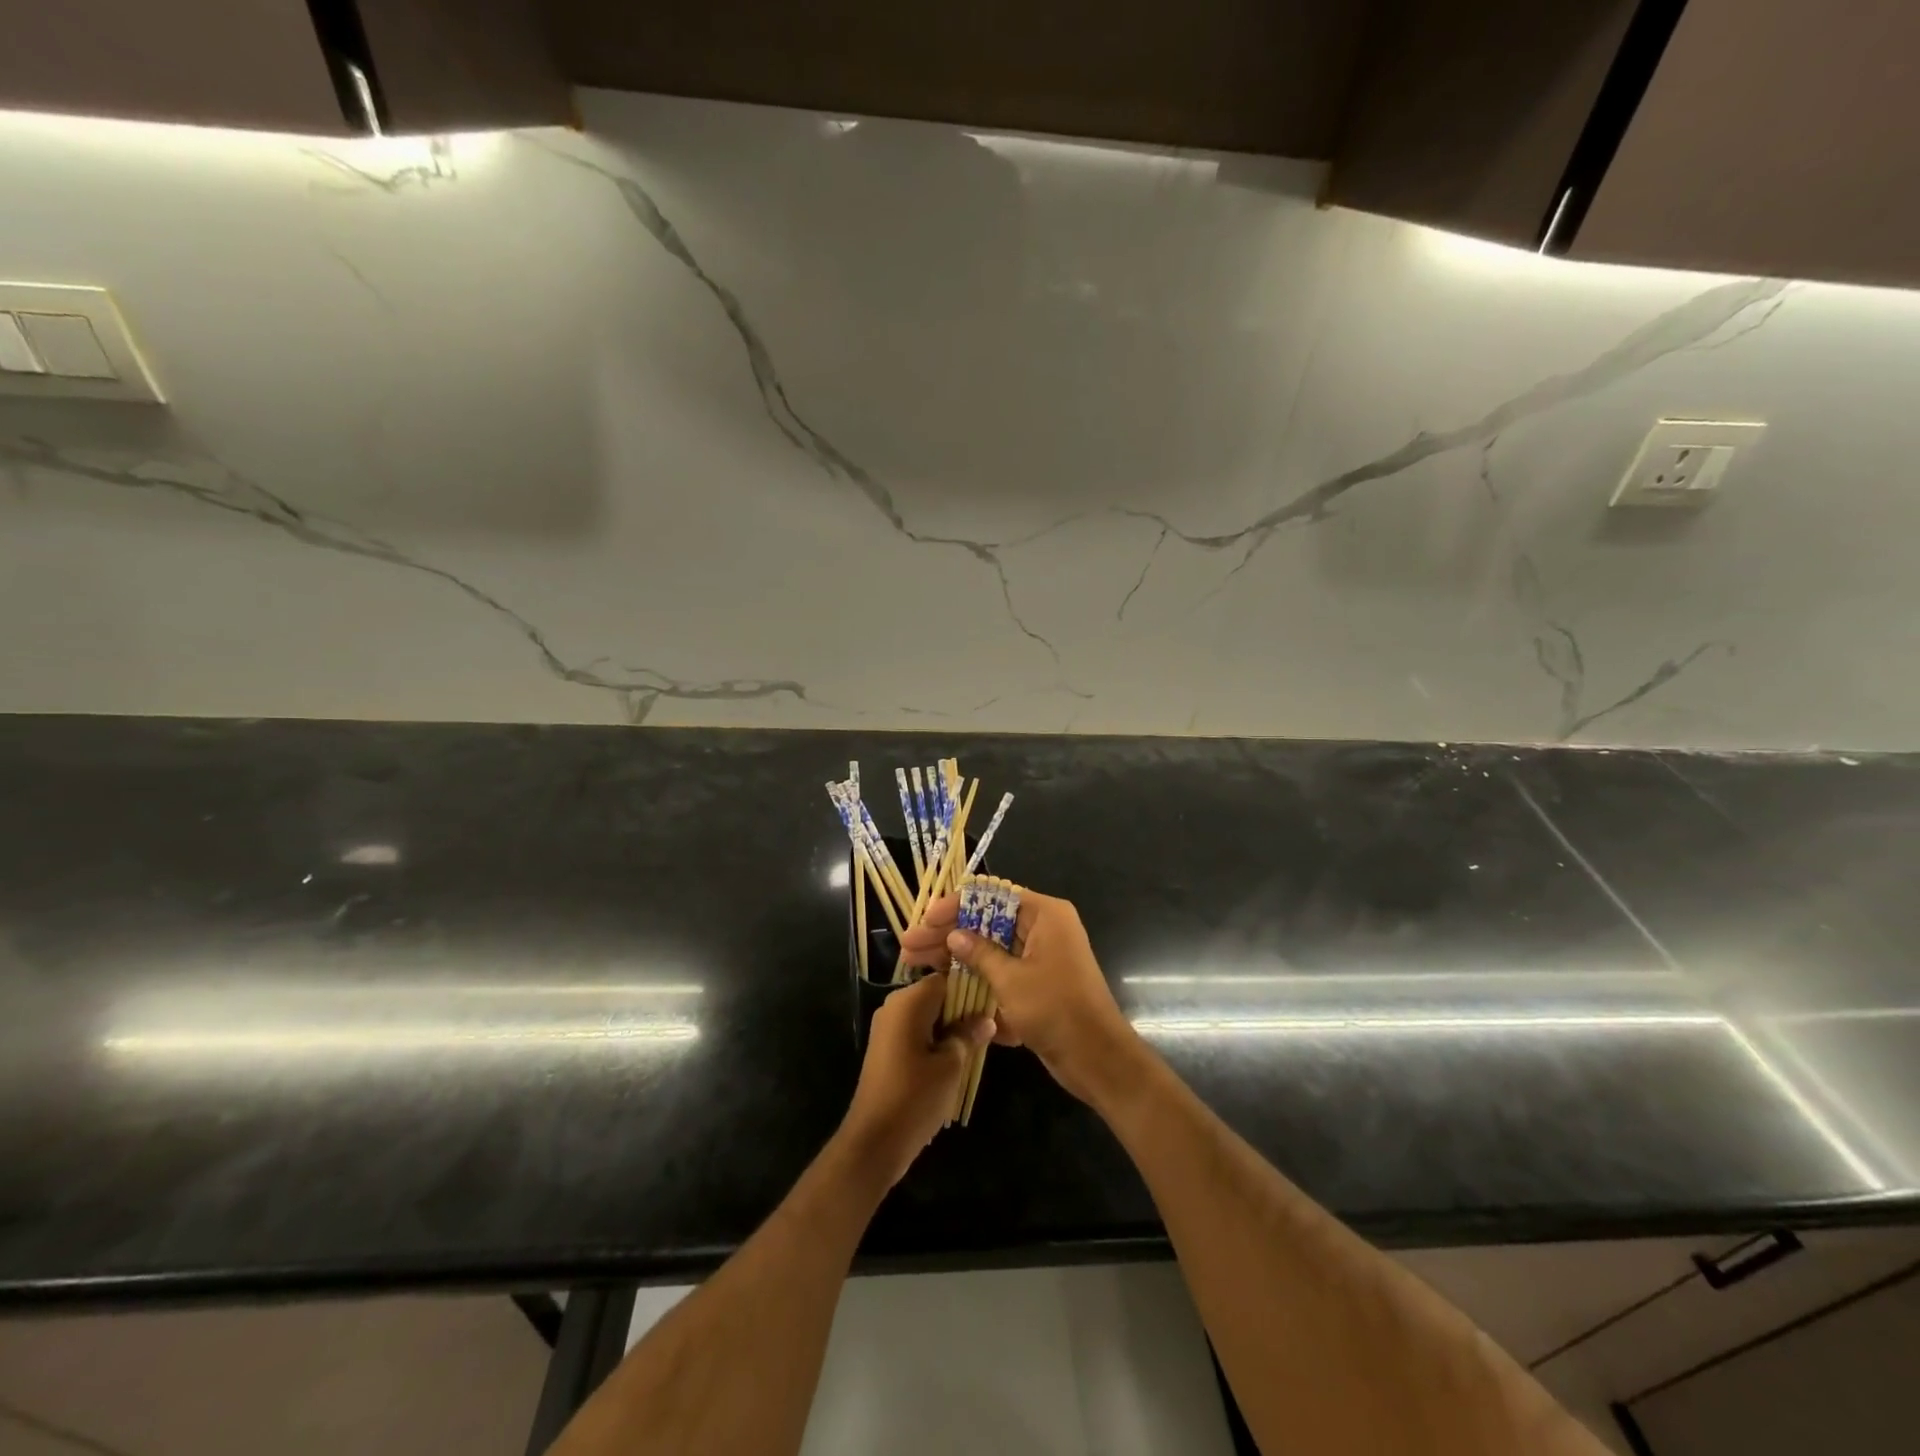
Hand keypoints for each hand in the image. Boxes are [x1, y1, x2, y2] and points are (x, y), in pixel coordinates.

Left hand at [839, 972, 992, 1189]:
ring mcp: (888, 1028)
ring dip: (953, 1028)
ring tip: (980, 1045)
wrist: (873, 1142)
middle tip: (994, 1028)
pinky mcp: (887, 1049)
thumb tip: (985, 1020)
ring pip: (929, 1016)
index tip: (995, 1004)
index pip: (947, 979)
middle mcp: (895, 1007)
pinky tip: (958, 1059)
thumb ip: (968, 1036)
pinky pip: (918, 1033)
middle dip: (965, 1010)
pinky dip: (937, 1041)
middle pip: (938, 996)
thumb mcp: (951, 1066)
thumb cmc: (914, 1097)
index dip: (973, 989)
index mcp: (908, 1002)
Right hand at [900, 890, 1141, 1109]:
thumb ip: (980, 954)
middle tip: (909, 945)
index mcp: (1044, 915)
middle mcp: (1044, 929)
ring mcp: (1041, 958)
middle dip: (948, 935)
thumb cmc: (1056, 1010)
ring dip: (956, 958)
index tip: (926, 917)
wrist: (1097, 1059)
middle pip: (987, 923)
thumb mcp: (1011, 980)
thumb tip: (953, 935)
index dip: (957, 905)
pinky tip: (944, 987)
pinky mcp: (1037, 985)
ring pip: (990, 950)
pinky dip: (976, 978)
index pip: (993, 896)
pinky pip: (1001, 973)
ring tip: (915, 965)